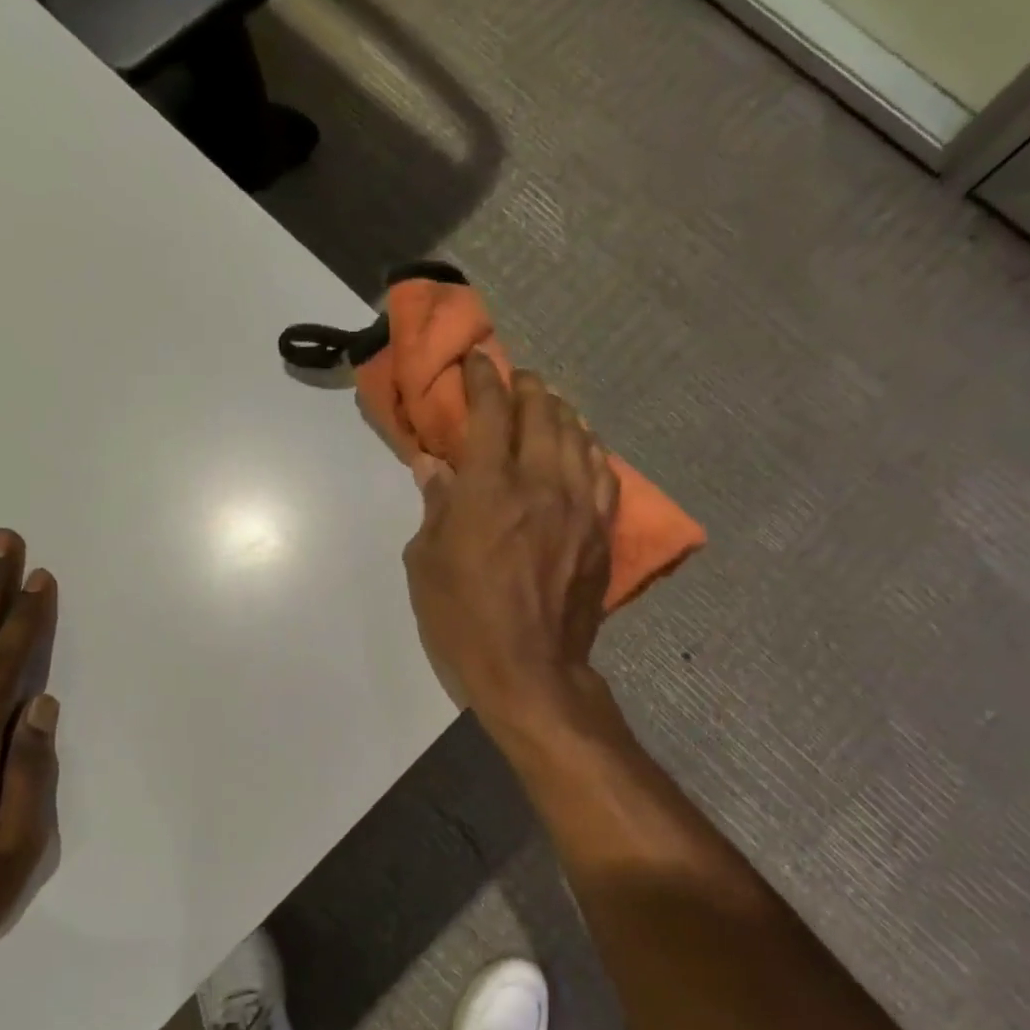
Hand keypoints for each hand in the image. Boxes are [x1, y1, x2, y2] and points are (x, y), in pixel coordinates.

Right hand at [402, 353, 617, 723]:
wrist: (529, 669)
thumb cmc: (463, 618)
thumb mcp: (427, 563)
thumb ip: (435, 506)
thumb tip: (434, 467)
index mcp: (489, 488)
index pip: (490, 412)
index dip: (483, 378)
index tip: (478, 361)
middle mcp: (540, 483)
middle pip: (542, 413)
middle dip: (526, 387)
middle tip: (515, 378)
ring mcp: (578, 505)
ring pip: (577, 436)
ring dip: (560, 411)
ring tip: (548, 404)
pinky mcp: (600, 530)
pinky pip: (602, 472)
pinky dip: (589, 448)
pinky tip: (582, 445)